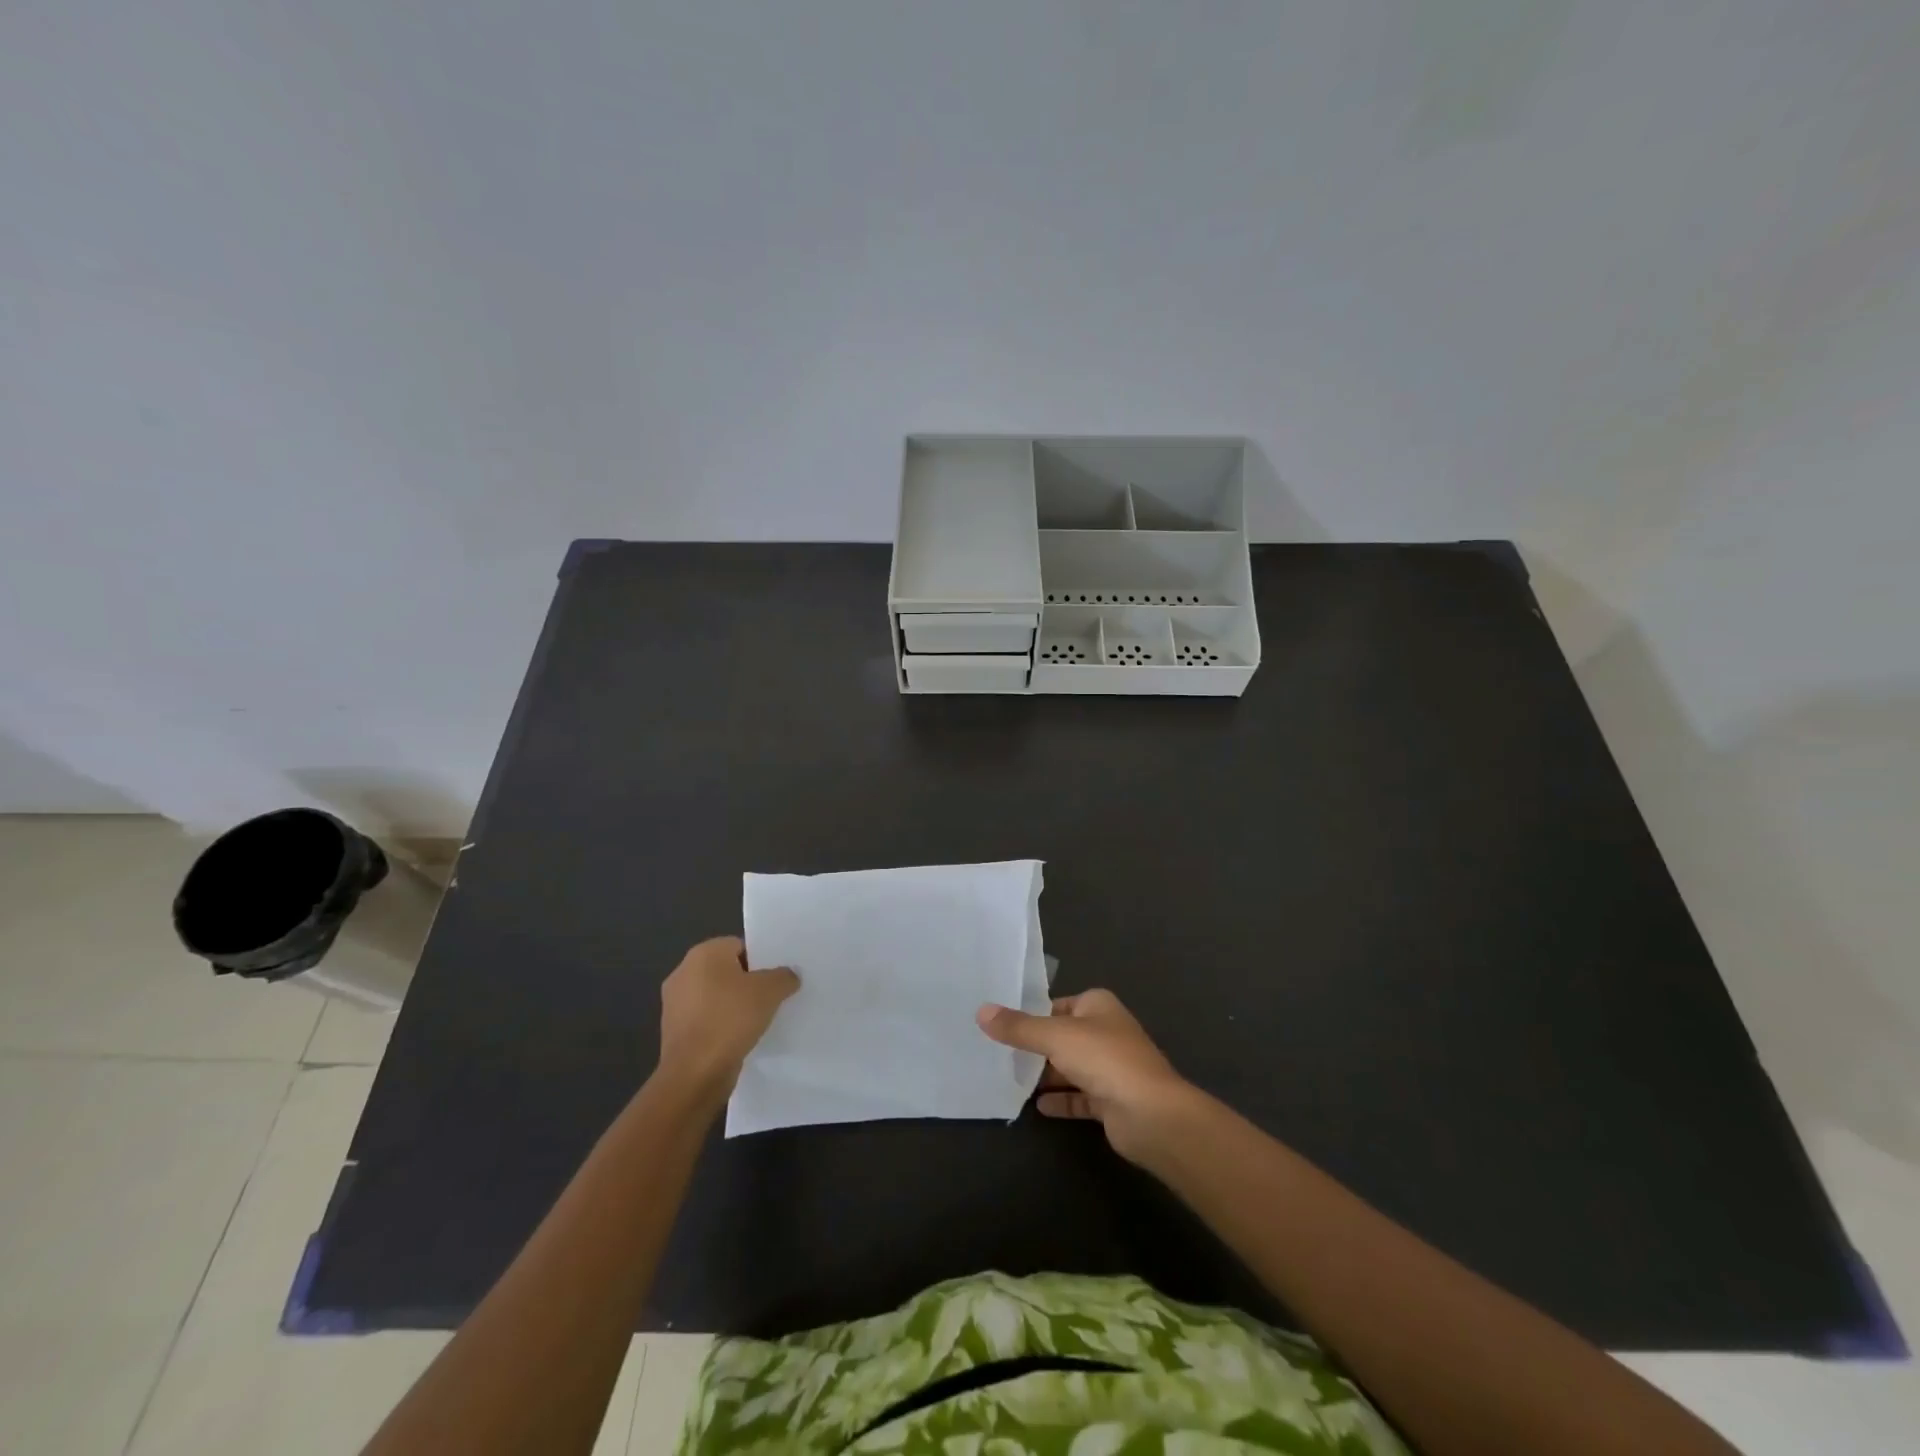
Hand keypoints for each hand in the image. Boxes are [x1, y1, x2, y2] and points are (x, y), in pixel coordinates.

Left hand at [657, 937, 798, 1099]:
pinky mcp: (674, 1031)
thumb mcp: (770, 991)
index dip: (761, 960)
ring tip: (759, 1019)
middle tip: (772, 996)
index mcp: (703, 953)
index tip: (776, 978)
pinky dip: (722, 1025)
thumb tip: (789, 975)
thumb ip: (784, 976)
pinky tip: (740, 1038)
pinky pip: (706, 1019)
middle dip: (748, 983)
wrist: (695, 1073)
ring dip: (734, 1006)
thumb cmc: (731, 1019)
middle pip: (727, 970)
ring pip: (716, 996)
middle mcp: (683, 972)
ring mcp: (675, 1003)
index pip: (739, 946)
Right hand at [977, 989, 1195, 1163]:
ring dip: (1045, 1075)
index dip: (1032, 1014)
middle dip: (1035, 1046)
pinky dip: (1060, 1100)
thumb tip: (981, 1011)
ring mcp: (1111, 1068)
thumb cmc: (1104, 1060)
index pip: (1057, 1004)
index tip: (1001, 1025)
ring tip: (1009, 1079)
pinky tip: (1037, 1107)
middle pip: (1063, 1036)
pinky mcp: (1111, 1101)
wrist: (1151, 1115)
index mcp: (1098, 1006)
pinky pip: (1079, 1097)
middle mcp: (1106, 1031)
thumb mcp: (1054, 1036)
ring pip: (1070, 1067)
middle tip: (998, 1054)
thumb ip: (1018, 1027)